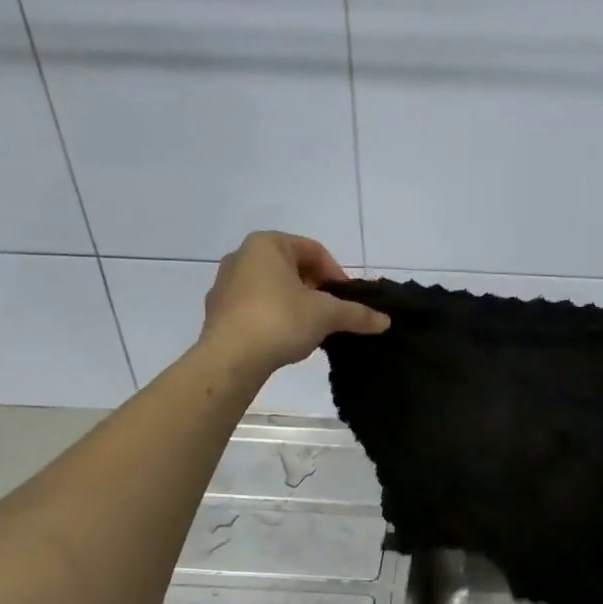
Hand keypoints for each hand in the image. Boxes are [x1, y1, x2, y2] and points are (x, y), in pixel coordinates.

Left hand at [200, 232, 388, 378]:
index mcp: (266, 244)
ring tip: (311, 329)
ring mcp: (225, 285)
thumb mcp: (326, 315)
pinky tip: (285, 339)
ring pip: (272, 288)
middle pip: (292, 268)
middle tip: (331, 313)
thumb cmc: (280, 320)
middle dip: (315, 289)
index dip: (336, 273)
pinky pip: (254, 307)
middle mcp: (241, 256)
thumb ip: (357, 314)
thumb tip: (385, 321)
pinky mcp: (217, 312)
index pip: (313, 250)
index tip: (347, 299)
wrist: (230, 359)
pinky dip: (274, 317)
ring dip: (295, 304)